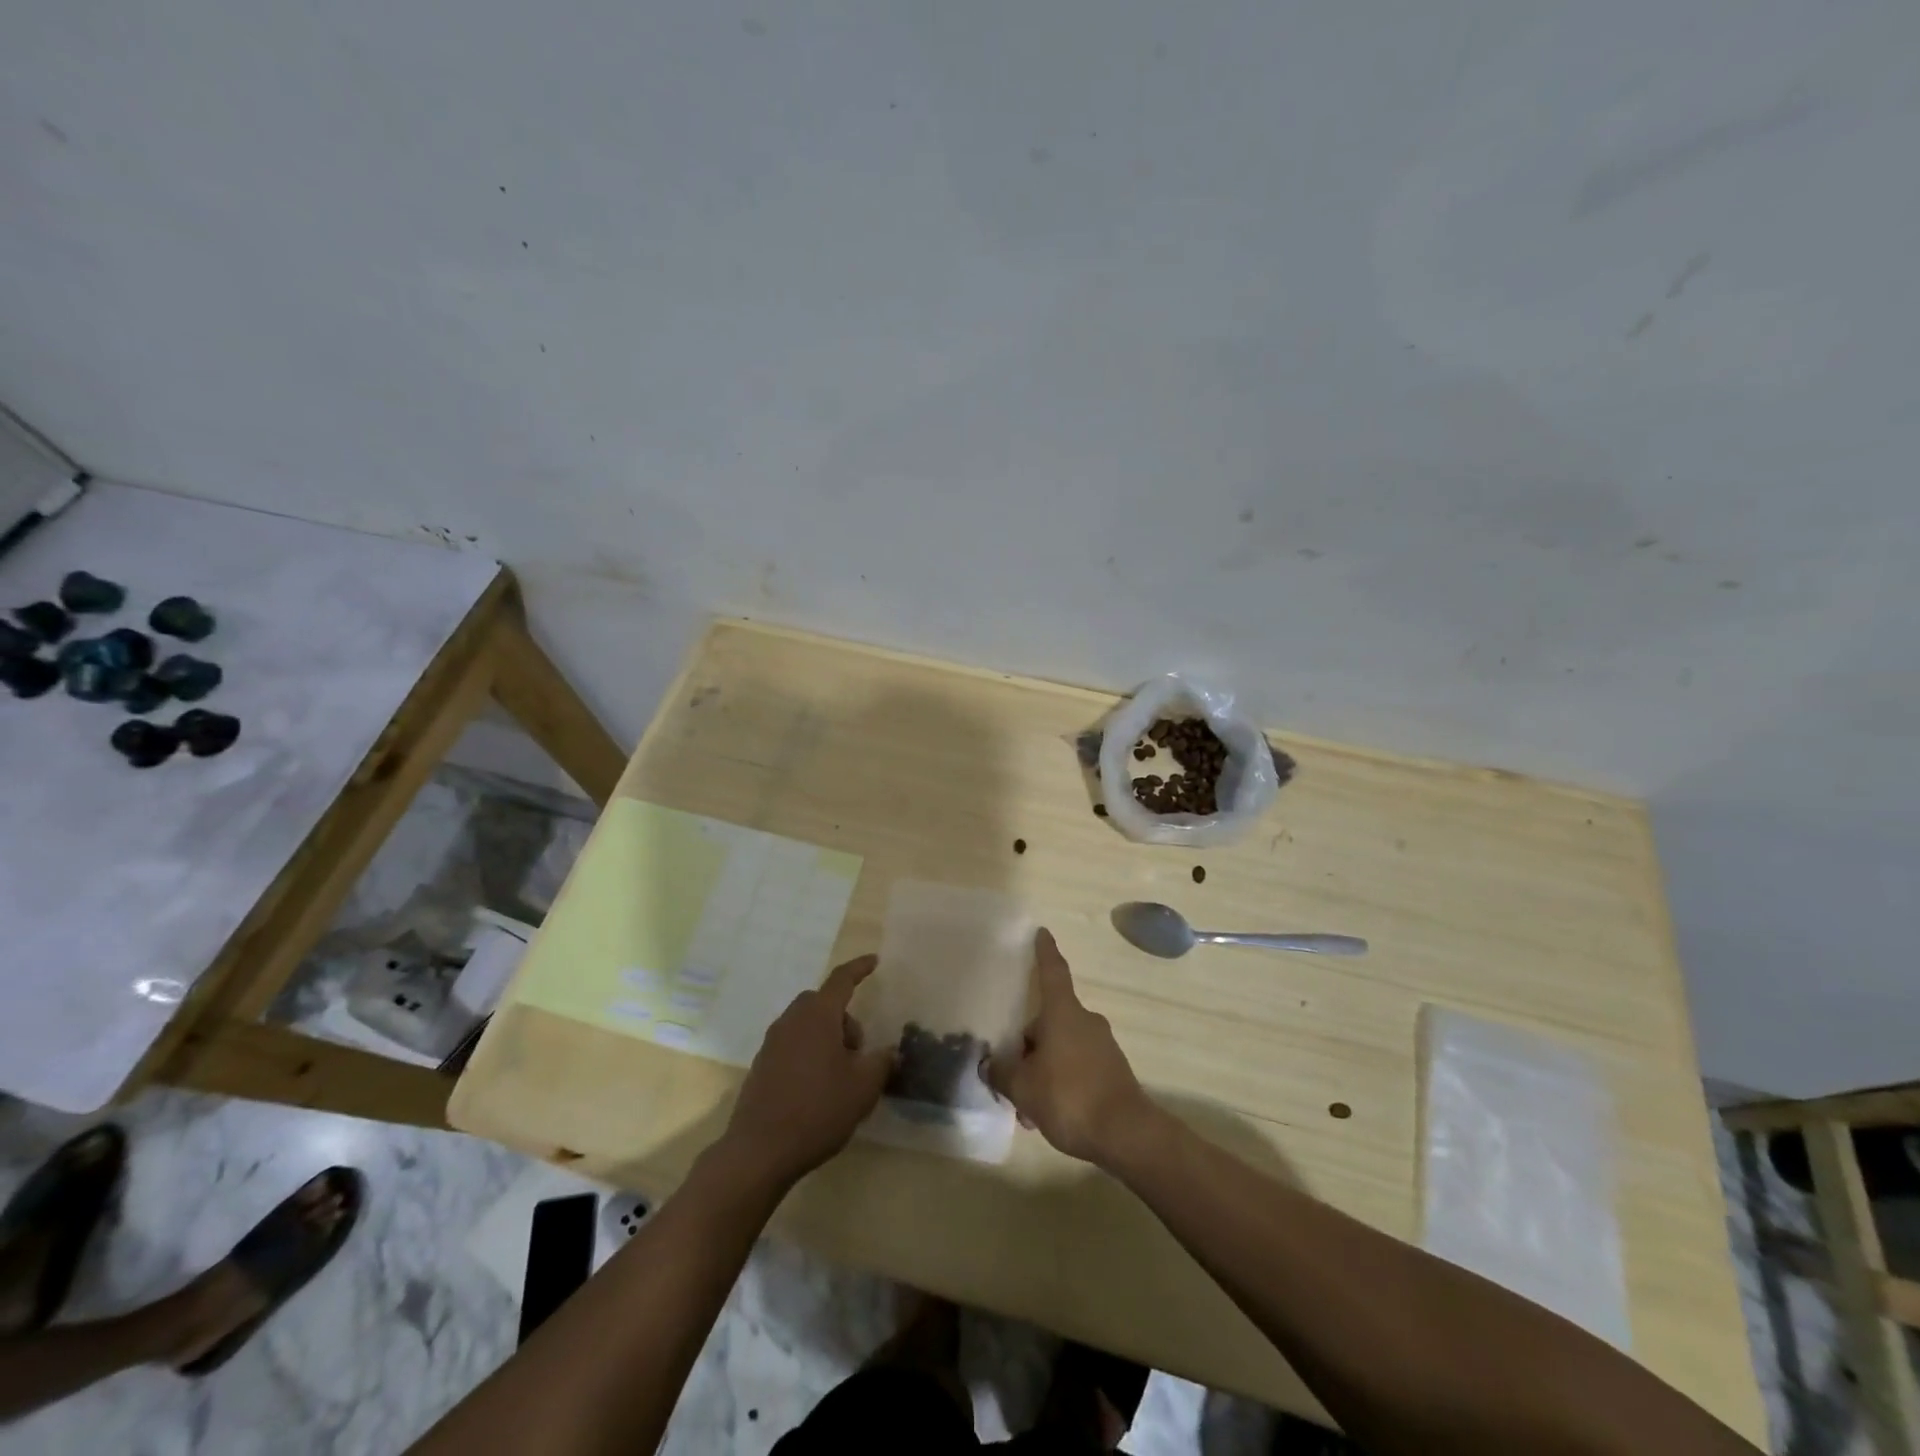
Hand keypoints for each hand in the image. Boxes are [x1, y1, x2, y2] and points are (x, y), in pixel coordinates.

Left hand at [722, 954, 893, 1187]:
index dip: (859, 968)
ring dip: (826, 1037)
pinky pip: (792, 1045)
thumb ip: (881, 1062)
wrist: (759, 1151)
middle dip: (844, 1018)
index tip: (874, 961)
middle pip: (822, 1003)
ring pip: (806, 1025)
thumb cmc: (818, 1110)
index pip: (841, 980)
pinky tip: (817, 1089)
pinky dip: (808, 1054)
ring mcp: (772, 1043)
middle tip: (858, 1051)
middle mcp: (792, 1020)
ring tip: (839, 1075)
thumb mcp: (863, 1087)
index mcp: (818, 1015)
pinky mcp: (761, 1066)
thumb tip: (888, 1052)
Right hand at [984, 929, 1151, 1165]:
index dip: (1045, 952)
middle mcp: (1085, 1021)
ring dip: (1042, 1070)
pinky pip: (1077, 1068)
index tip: (1043, 932)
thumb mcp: (1023, 1088)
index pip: (1052, 972)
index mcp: (1062, 1013)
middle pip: (1049, 1022)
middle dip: (1028, 1046)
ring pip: (1061, 1049)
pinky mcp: (1112, 1070)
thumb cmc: (1069, 1097)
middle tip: (1010, 1076)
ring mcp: (1102, 1045)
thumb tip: (989, 1064)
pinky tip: (1048, 1115)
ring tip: (1027, 1109)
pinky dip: (1060, 1084)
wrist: (1126, 1134)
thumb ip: (1001, 1073)